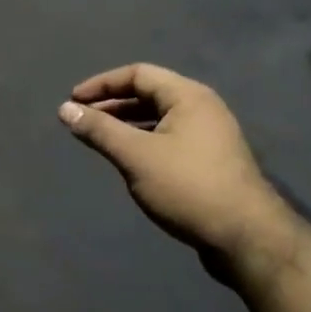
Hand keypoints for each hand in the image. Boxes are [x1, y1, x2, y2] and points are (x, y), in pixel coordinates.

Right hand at [59, 64, 297, 273]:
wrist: (245, 237)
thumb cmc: (187, 187)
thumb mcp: (135, 156)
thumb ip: (99, 130)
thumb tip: (65, 109)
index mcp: (188, 96)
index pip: (137, 74)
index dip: (102, 84)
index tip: (73, 101)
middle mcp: (202, 108)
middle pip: (150, 93)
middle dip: (112, 104)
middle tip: (81, 120)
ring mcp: (210, 135)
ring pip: (159, 118)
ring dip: (127, 124)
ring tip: (100, 139)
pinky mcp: (211, 161)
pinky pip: (169, 138)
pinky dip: (144, 141)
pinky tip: (130, 160)